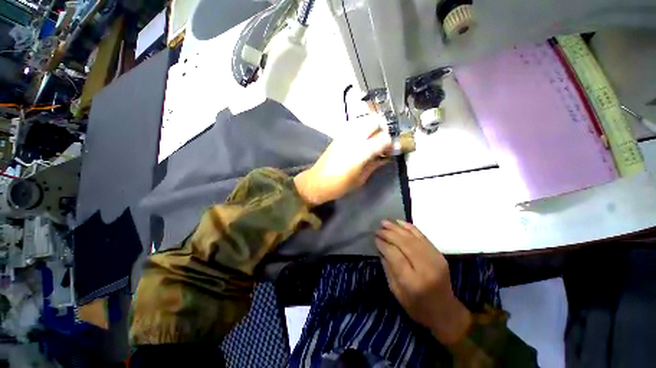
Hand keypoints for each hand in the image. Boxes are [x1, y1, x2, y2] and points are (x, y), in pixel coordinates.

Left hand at [294, 116, 391, 205]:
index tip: (391, 149)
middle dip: (382, 129)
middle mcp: (353, 138)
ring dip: (372, 127)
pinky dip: (362, 129)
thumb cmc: (340, 185)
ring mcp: (344, 135)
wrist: (317, 182)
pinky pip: (354, 126)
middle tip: (382, 142)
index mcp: (361, 152)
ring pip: (364, 120)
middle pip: (374, 122)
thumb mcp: (361, 179)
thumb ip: (374, 164)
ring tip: (372, 140)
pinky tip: (361, 140)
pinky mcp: (338, 136)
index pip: (383, 138)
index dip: (390, 143)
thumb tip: (386, 157)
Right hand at [375, 220, 472, 344]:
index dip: (384, 244)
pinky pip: (423, 236)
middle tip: (378, 229)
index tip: (375, 238)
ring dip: (397, 228)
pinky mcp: (439, 255)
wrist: (445, 312)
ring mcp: (435, 259)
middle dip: (389, 234)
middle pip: (404, 244)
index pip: (395, 255)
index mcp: (413, 282)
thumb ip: (388, 268)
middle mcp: (426, 268)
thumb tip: (380, 248)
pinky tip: (399, 222)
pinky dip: (410, 227)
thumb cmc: (417, 307)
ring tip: (385, 222)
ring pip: (413, 238)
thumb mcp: (396, 292)